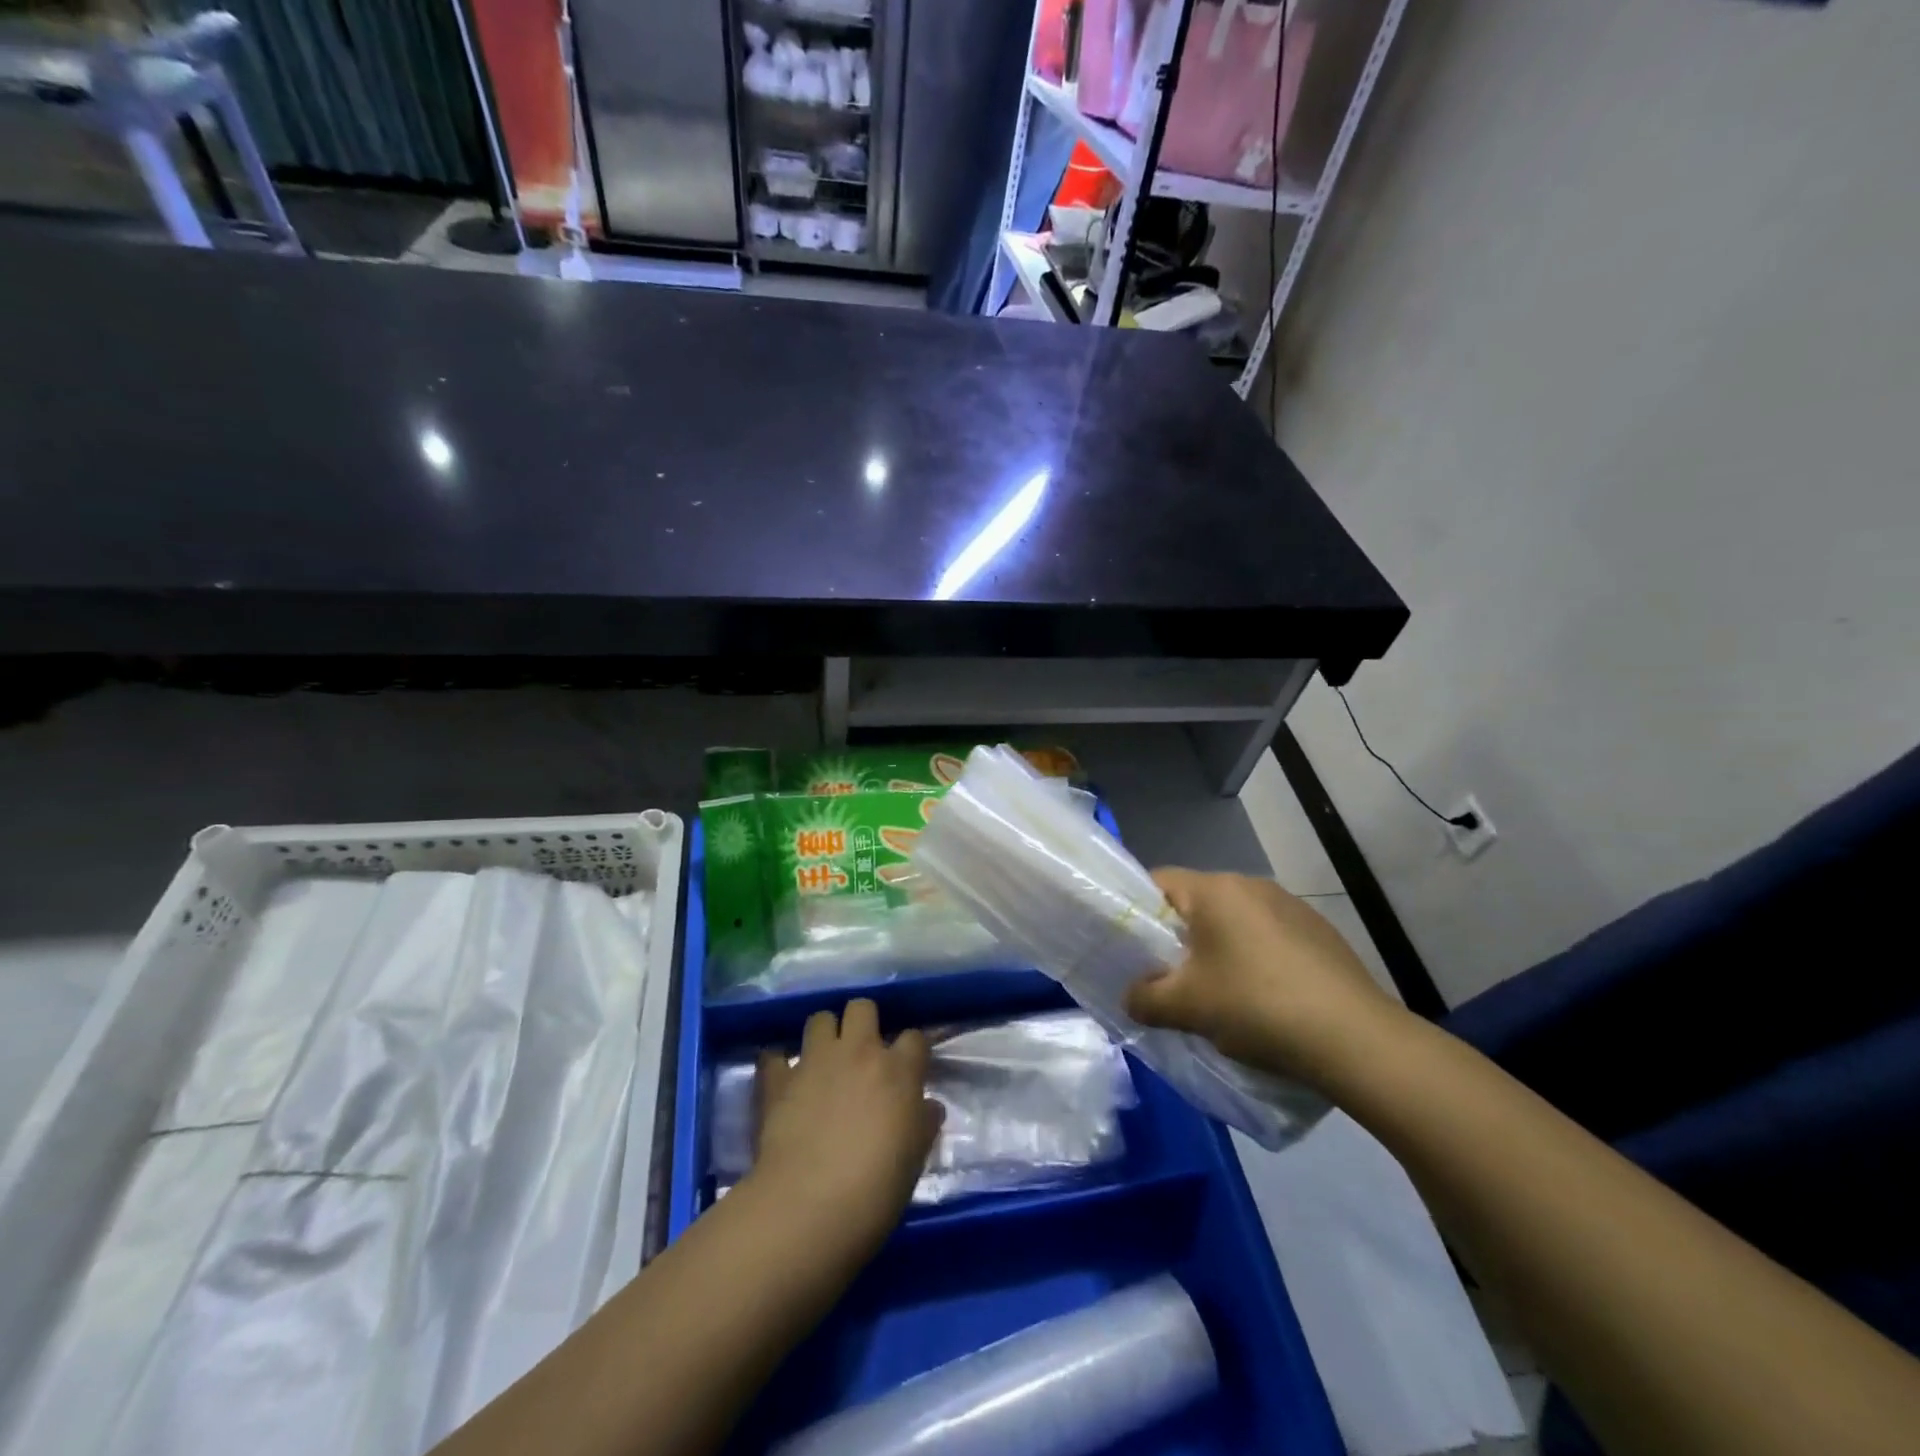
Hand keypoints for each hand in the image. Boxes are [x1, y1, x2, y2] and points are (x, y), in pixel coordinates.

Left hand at [748, 999, 942, 1254]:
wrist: (809, 1207)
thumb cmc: (876, 1189)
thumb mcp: (914, 1160)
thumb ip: (922, 1124)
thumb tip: (927, 1107)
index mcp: (898, 1070)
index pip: (914, 1037)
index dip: (911, 1050)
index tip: (908, 1069)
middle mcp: (858, 1052)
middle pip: (862, 1008)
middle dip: (863, 1023)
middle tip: (862, 1053)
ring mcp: (815, 1061)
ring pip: (820, 1018)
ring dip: (824, 1035)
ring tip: (824, 1061)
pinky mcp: (778, 1079)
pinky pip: (774, 1055)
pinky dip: (779, 1064)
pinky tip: (783, 1079)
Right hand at [1123, 868, 1405, 1089]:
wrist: (1355, 1040)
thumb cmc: (1256, 1007)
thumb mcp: (1187, 1008)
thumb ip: (1144, 999)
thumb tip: (1131, 997)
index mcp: (1215, 889)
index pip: (1158, 882)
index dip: (1136, 912)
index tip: (1132, 950)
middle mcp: (1251, 884)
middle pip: (1196, 903)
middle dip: (1178, 937)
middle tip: (1171, 978)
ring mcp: (1290, 906)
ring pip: (1234, 921)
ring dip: (1219, 949)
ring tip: (1220, 994)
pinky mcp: (1319, 932)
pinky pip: (1268, 936)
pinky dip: (1255, 959)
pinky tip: (1265, 999)